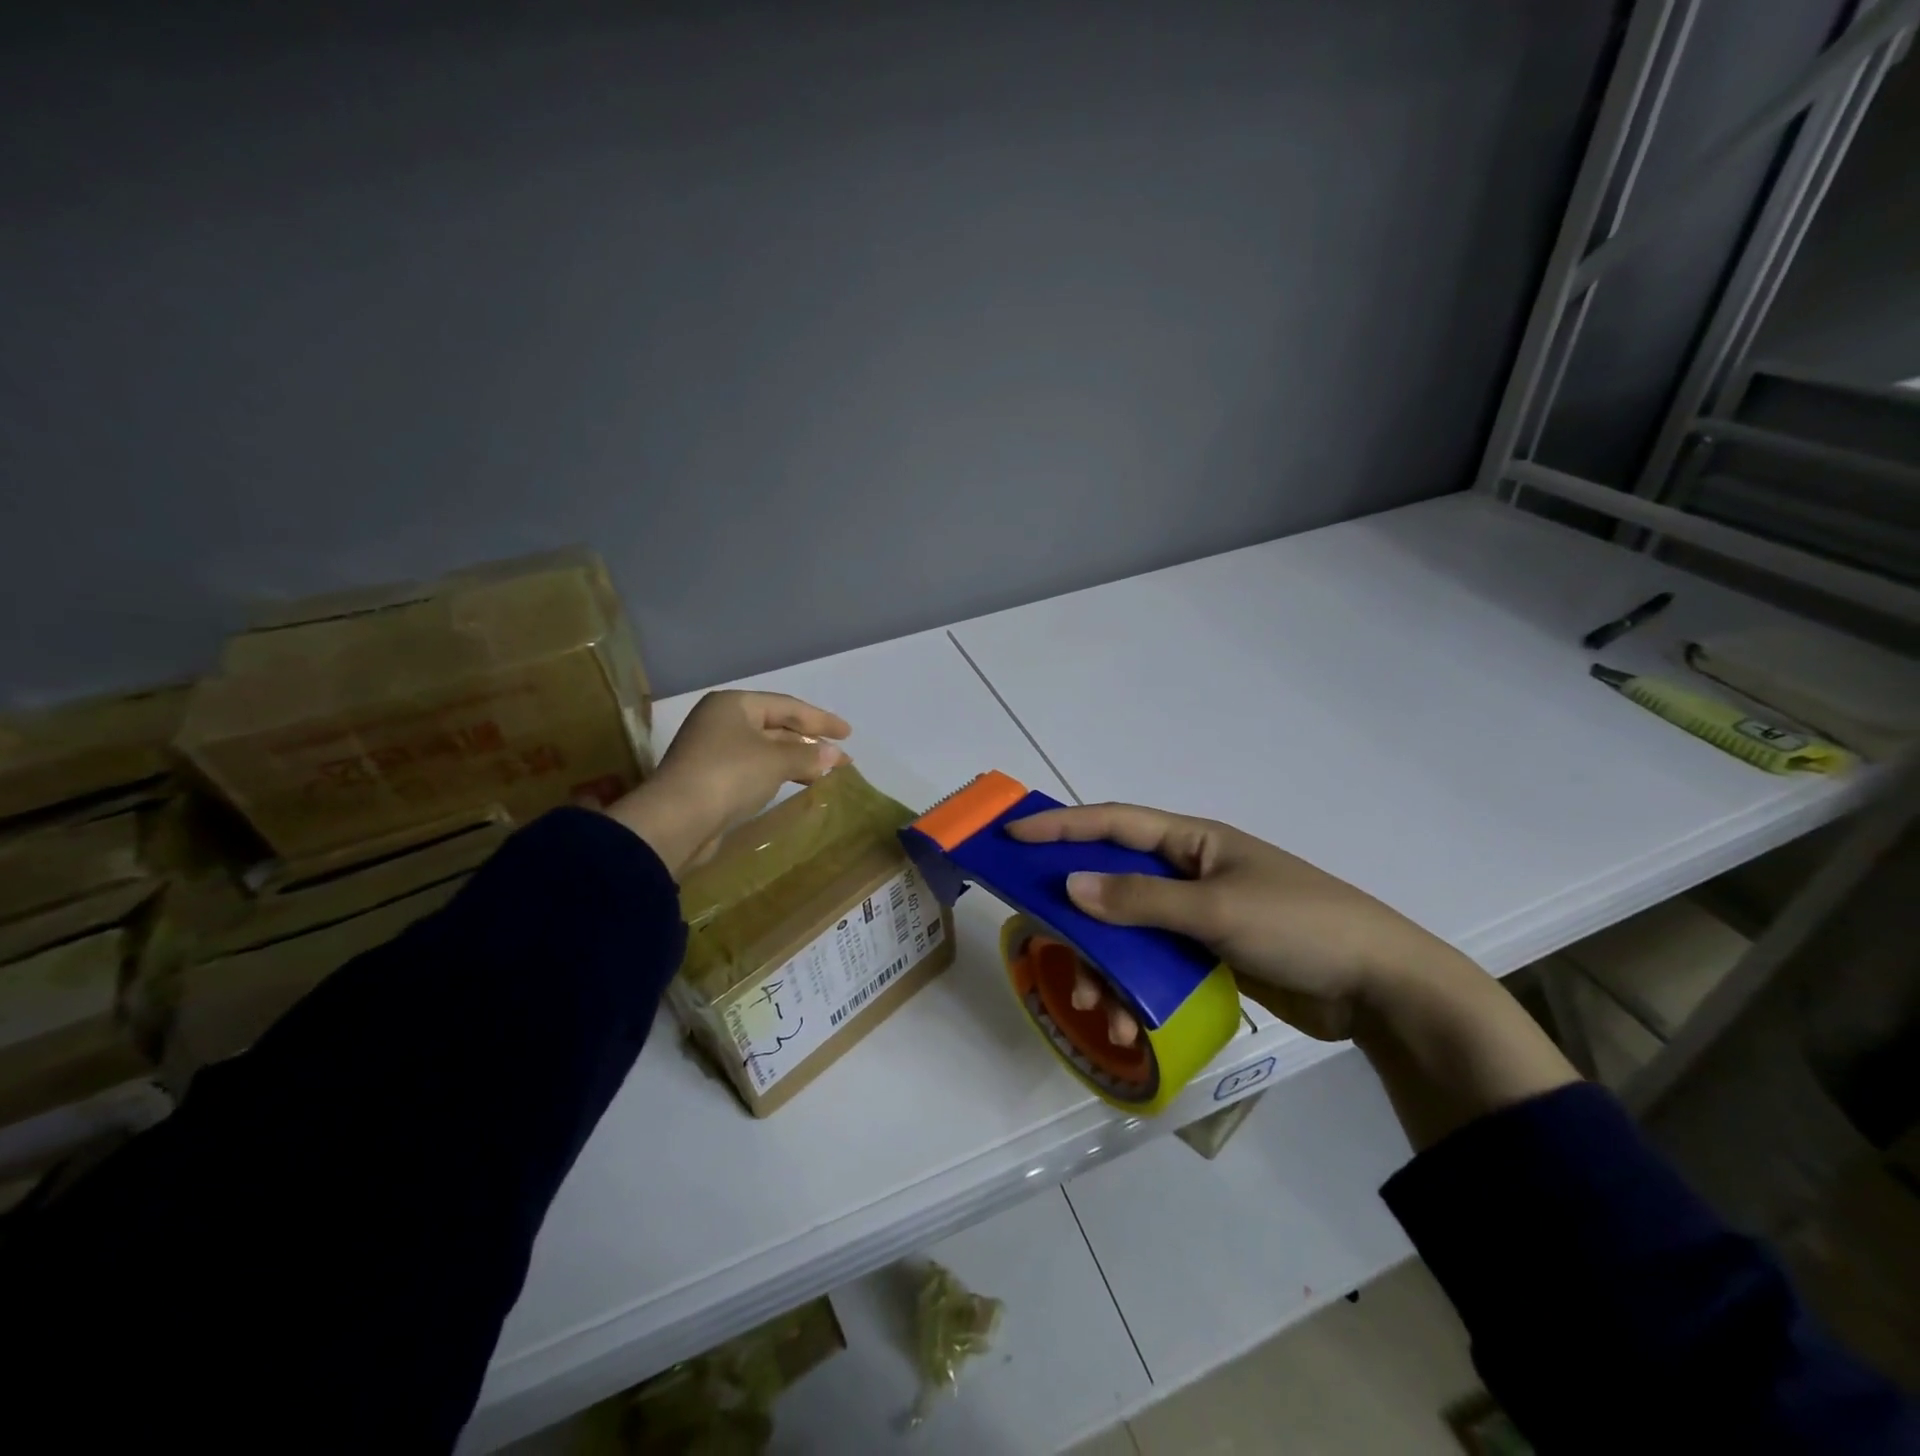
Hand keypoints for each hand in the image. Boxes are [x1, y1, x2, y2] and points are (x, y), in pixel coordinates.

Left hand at [605, 691, 850, 875]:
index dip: (821, 720)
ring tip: (826, 772)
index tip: (848, 733)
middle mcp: (722, 721)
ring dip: (797, 759)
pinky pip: (756, 768)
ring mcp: (714, 750)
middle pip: (776, 726)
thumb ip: (810, 755)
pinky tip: (799, 783)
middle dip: (810, 742)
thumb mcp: (776, 761)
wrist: (677, 820)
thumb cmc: (729, 775)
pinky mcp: (712, 779)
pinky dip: (779, 773)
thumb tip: (837, 755)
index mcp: (734, 704)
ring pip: (767, 749)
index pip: (787, 706)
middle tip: (842, 758)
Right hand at [1006, 802, 1474, 1042]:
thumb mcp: (1217, 909)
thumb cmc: (1299, 926)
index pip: (1112, 824)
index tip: (1012, 836)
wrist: (1381, 987)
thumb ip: (1140, 901)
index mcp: (1192, 842)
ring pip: (1128, 934)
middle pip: (1112, 884)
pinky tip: (1130, 1026)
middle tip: (1043, 944)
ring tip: (1099, 1010)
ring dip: (1106, 969)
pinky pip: (1153, 966)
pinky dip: (1134, 991)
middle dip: (1078, 918)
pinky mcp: (1207, 955)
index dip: (1059, 826)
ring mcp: (1197, 916)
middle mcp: (1188, 872)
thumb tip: (1069, 887)